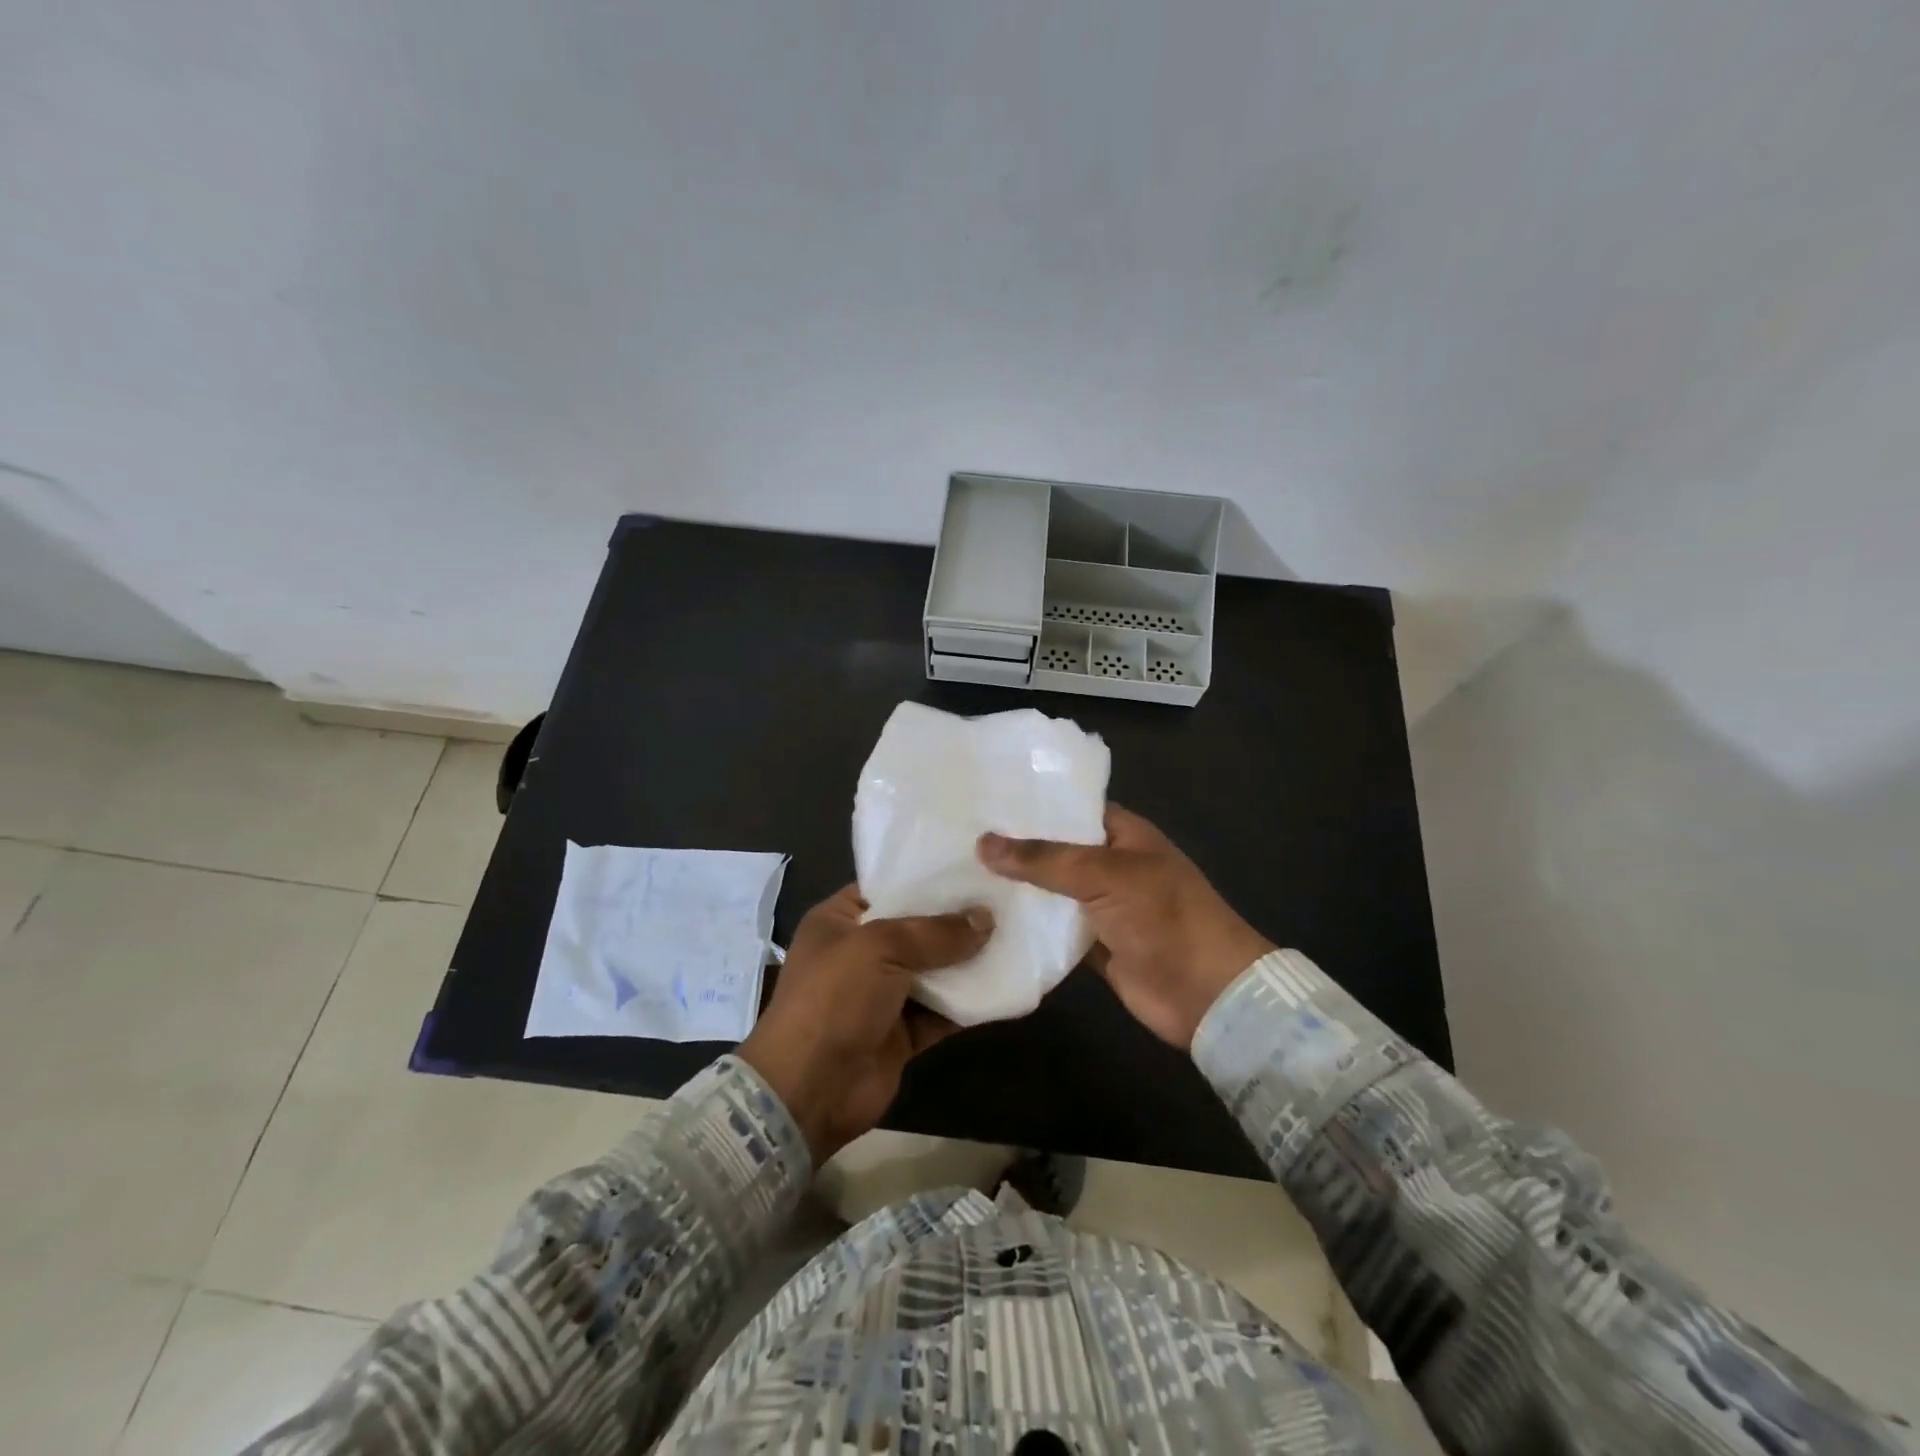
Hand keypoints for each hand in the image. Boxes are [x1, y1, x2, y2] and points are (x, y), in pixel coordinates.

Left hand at [738, 885, 990, 1163]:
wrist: (809, 1090)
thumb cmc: (834, 999)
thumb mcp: (880, 948)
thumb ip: (935, 932)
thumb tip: (986, 919)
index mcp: (839, 920)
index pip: (887, 886)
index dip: (927, 877)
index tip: (972, 866)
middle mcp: (861, 953)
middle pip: (916, 928)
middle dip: (957, 918)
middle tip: (1005, 898)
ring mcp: (882, 994)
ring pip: (934, 970)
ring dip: (968, 960)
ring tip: (1015, 934)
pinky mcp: (902, 1032)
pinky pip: (942, 1011)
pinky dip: (969, 1002)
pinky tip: (1005, 983)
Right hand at [978, 804, 1272, 1049]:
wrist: (1206, 993)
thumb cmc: (1164, 916)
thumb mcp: (1104, 874)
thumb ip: (1044, 859)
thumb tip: (984, 843)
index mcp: (1124, 834)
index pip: (1071, 807)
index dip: (1032, 803)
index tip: (983, 799)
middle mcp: (1111, 865)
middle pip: (1056, 850)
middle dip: (1015, 847)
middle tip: (957, 836)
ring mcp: (1102, 907)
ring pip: (1050, 891)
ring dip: (1016, 888)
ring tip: (958, 873)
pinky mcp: (1093, 945)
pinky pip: (1053, 929)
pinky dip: (1028, 927)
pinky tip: (984, 918)